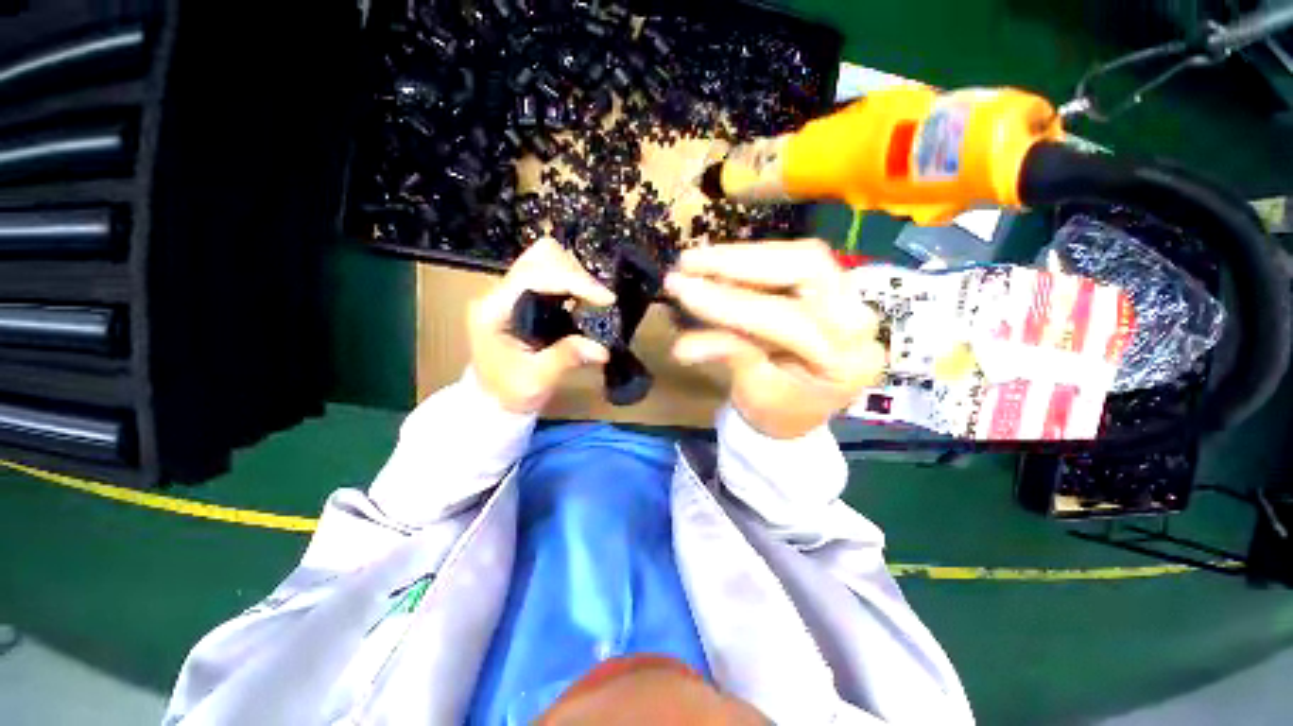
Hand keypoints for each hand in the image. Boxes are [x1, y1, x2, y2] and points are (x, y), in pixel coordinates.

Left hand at [468, 238, 614, 413]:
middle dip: (576, 273)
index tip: (606, 299)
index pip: (535, 275)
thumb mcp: (536, 380)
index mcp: (495, 309)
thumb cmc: (508, 391)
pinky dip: (572, 280)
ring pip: (546, 258)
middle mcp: (500, 292)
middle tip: (599, 300)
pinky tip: (583, 300)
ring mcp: (510, 291)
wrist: (492, 398)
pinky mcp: (523, 295)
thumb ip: (566, 358)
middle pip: (540, 256)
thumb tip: (602, 348)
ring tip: (593, 300)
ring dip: (575, 274)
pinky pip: (550, 272)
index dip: (574, 281)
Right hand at [665, 239, 885, 438]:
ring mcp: (851, 299)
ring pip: (799, 257)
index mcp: (847, 362)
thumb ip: (728, 357)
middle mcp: (861, 322)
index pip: (786, 320)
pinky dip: (750, 261)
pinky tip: (718, 263)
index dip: (729, 304)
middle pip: (807, 267)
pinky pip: (793, 262)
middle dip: (740, 262)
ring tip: (695, 262)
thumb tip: (682, 347)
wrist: (798, 411)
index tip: (682, 291)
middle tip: (688, 262)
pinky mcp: (833, 288)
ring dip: (741, 257)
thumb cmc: (777, 411)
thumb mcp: (752, 391)